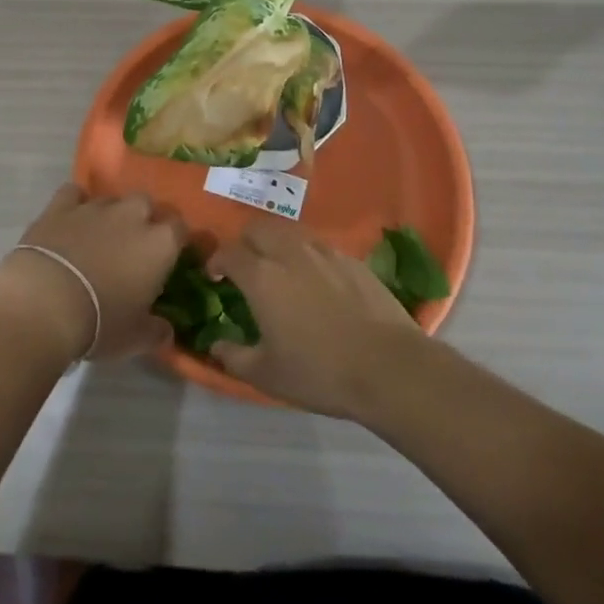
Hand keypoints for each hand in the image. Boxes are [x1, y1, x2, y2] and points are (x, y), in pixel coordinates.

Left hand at [0, 185, 185, 362]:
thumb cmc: (100, 322)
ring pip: (112, 198)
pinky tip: (70, 220)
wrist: (45, 303)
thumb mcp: (136, 338)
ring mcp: (95, 207)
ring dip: (111, 214)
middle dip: (143, 218)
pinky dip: (75, 203)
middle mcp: (132, 215)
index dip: (175, 240)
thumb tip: (166, 331)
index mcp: (160, 243)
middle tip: (133, 246)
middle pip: (146, 203)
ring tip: (99, 237)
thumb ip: (156, 331)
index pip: (180, 228)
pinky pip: (74, 193)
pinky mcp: (61, 206)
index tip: (168, 257)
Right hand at [207, 219, 427, 417]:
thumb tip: (216, 345)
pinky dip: (307, 254)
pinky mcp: (351, 259)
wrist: (388, 366)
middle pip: (257, 228)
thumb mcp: (267, 375)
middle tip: (246, 267)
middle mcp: (288, 252)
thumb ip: (234, 357)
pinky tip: (316, 279)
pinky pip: (318, 245)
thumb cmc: (320, 371)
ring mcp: (323, 251)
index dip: (216, 261)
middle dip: (245, 242)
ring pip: (289, 231)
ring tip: (280, 268)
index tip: (215, 276)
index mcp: (261, 276)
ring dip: (276, 243)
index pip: (228, 252)